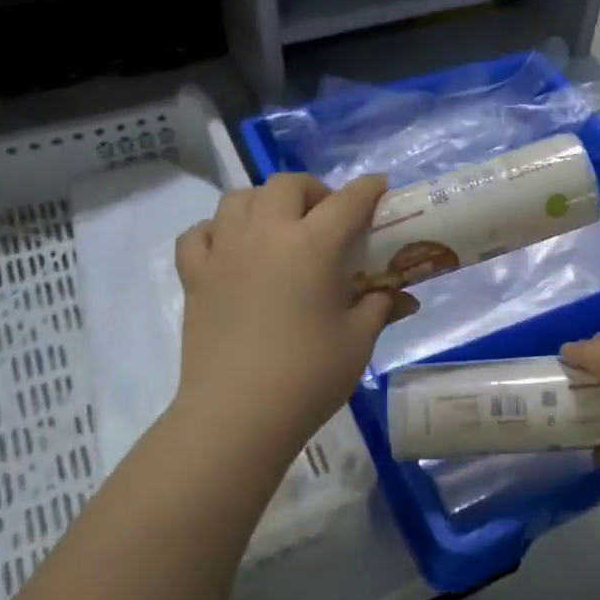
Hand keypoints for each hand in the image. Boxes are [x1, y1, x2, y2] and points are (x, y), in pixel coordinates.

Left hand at [174, 173, 414, 458]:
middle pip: (286, 185)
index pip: (347, 201)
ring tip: (279, 229)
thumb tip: (404, 298)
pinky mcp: (195, 276)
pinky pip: (199, 233)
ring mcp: (224, 251)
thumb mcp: (358, 341)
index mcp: (314, 245)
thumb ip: (380, 307)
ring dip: (265, 203)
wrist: (238, 414)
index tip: (380, 190)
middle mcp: (266, 234)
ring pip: (239, 198)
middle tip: (327, 219)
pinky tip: (232, 250)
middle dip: (313, 191)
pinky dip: (217, 231)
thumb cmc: (309, 376)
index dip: (368, 189)